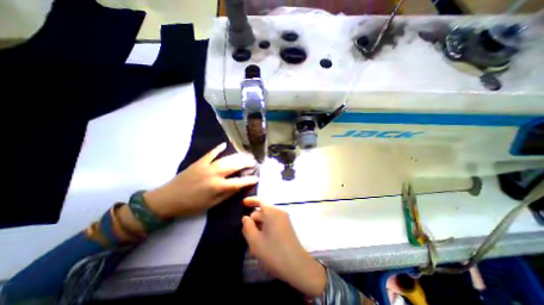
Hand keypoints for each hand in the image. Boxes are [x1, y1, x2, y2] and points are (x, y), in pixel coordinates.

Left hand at [142, 143, 256, 217]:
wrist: (167, 199)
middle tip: (253, 162)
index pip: (238, 182)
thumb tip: (239, 186)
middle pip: (234, 166)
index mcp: (217, 187)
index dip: (249, 180)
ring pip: (226, 159)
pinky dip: (217, 149)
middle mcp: (214, 174)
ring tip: (245, 155)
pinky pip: (210, 153)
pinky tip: (224, 144)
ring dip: (237, 156)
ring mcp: (206, 166)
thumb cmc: (191, 205)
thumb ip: (227, 194)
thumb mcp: (211, 204)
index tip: (256, 178)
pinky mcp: (199, 162)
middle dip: (246, 163)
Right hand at [240, 196, 323, 295]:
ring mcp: (284, 220)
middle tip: (248, 239)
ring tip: (254, 247)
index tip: (242, 203)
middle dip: (253, 223)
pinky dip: (265, 232)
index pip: (260, 201)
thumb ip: (248, 227)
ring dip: (259, 230)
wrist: (297, 266)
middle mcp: (279, 213)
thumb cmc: (274, 253)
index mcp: (272, 213)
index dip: (251, 201)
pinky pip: (272, 225)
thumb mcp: (255, 241)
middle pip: (262, 213)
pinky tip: (262, 246)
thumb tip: (245, 218)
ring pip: (266, 221)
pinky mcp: (286, 227)